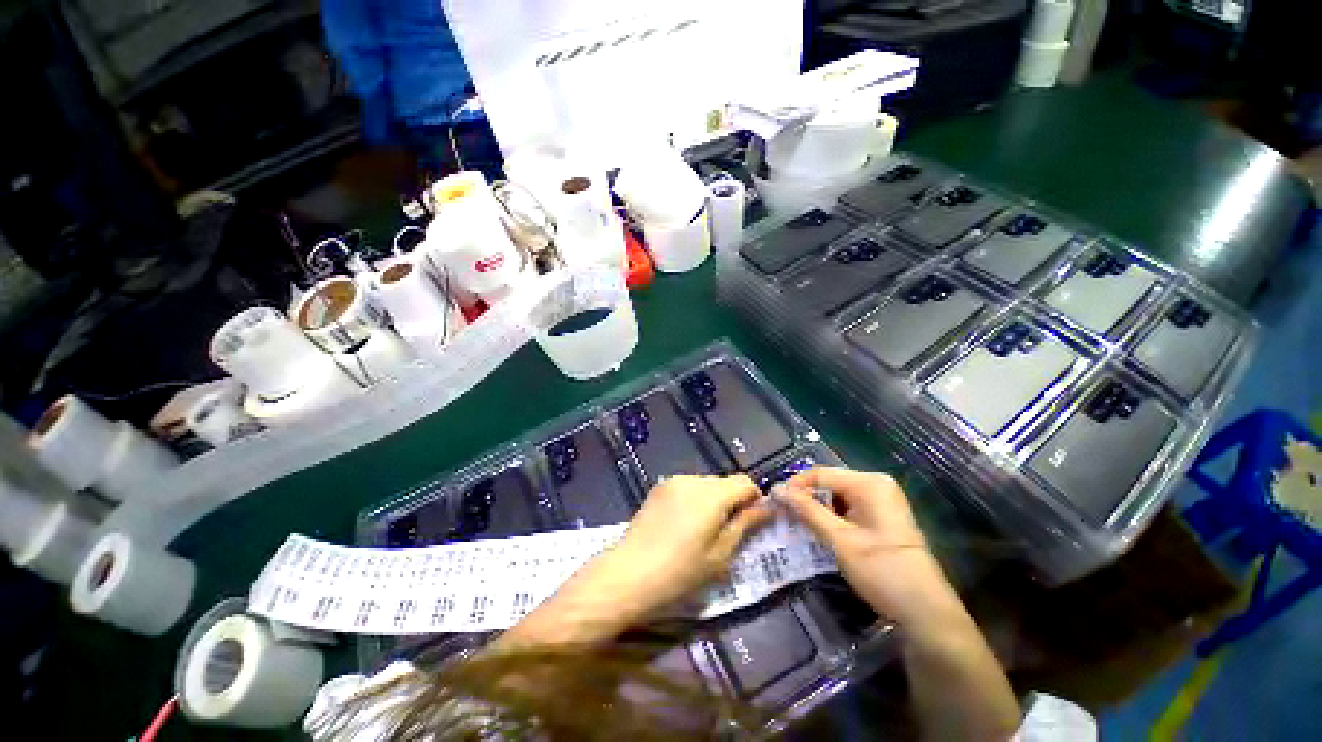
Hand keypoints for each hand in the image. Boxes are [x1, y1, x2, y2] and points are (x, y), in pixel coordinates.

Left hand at [495, 475, 771, 648]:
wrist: (629, 572)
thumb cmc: (680, 571)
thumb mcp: (720, 555)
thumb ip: (744, 525)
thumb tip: (765, 507)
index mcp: (712, 494)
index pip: (744, 482)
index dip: (754, 498)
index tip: (753, 521)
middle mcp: (693, 479)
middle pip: (724, 482)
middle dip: (732, 501)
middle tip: (728, 532)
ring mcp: (673, 481)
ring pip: (705, 485)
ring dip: (712, 500)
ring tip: (703, 530)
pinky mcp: (659, 487)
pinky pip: (687, 488)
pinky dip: (694, 500)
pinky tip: (683, 525)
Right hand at [775, 466, 951, 627]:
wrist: (925, 612)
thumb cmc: (881, 571)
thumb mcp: (839, 540)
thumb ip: (806, 510)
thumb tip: (776, 490)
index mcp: (869, 483)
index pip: (821, 473)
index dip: (795, 485)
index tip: (774, 500)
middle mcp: (877, 484)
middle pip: (829, 482)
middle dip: (806, 496)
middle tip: (783, 512)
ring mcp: (882, 499)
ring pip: (838, 495)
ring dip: (817, 507)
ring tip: (796, 521)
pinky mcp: (883, 515)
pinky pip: (849, 506)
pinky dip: (832, 515)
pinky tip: (819, 528)